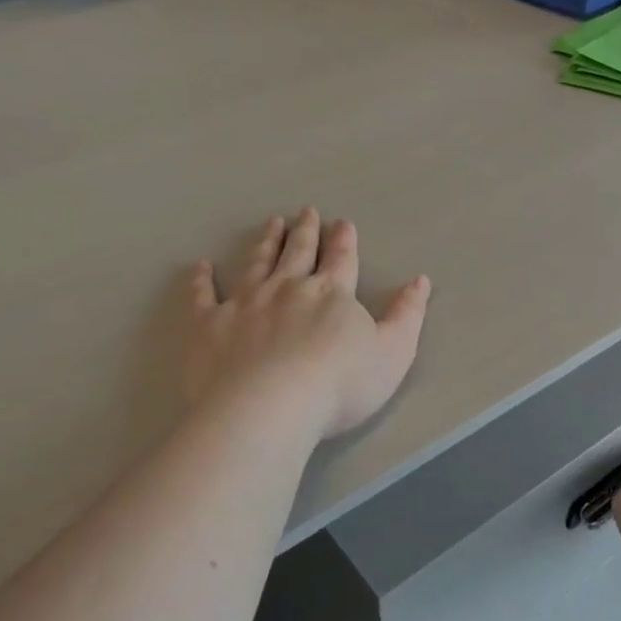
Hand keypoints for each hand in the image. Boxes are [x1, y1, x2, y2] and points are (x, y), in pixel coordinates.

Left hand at [184, 208, 430, 440]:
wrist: (269, 408)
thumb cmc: (339, 385)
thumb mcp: (393, 353)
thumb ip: (407, 316)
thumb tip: (420, 281)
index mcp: (331, 294)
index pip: (341, 259)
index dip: (344, 241)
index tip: (342, 224)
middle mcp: (288, 288)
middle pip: (298, 252)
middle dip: (305, 231)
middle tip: (306, 211)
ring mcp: (245, 303)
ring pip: (257, 263)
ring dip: (266, 243)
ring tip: (271, 223)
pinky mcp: (209, 325)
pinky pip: (203, 296)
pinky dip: (201, 281)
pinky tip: (200, 267)